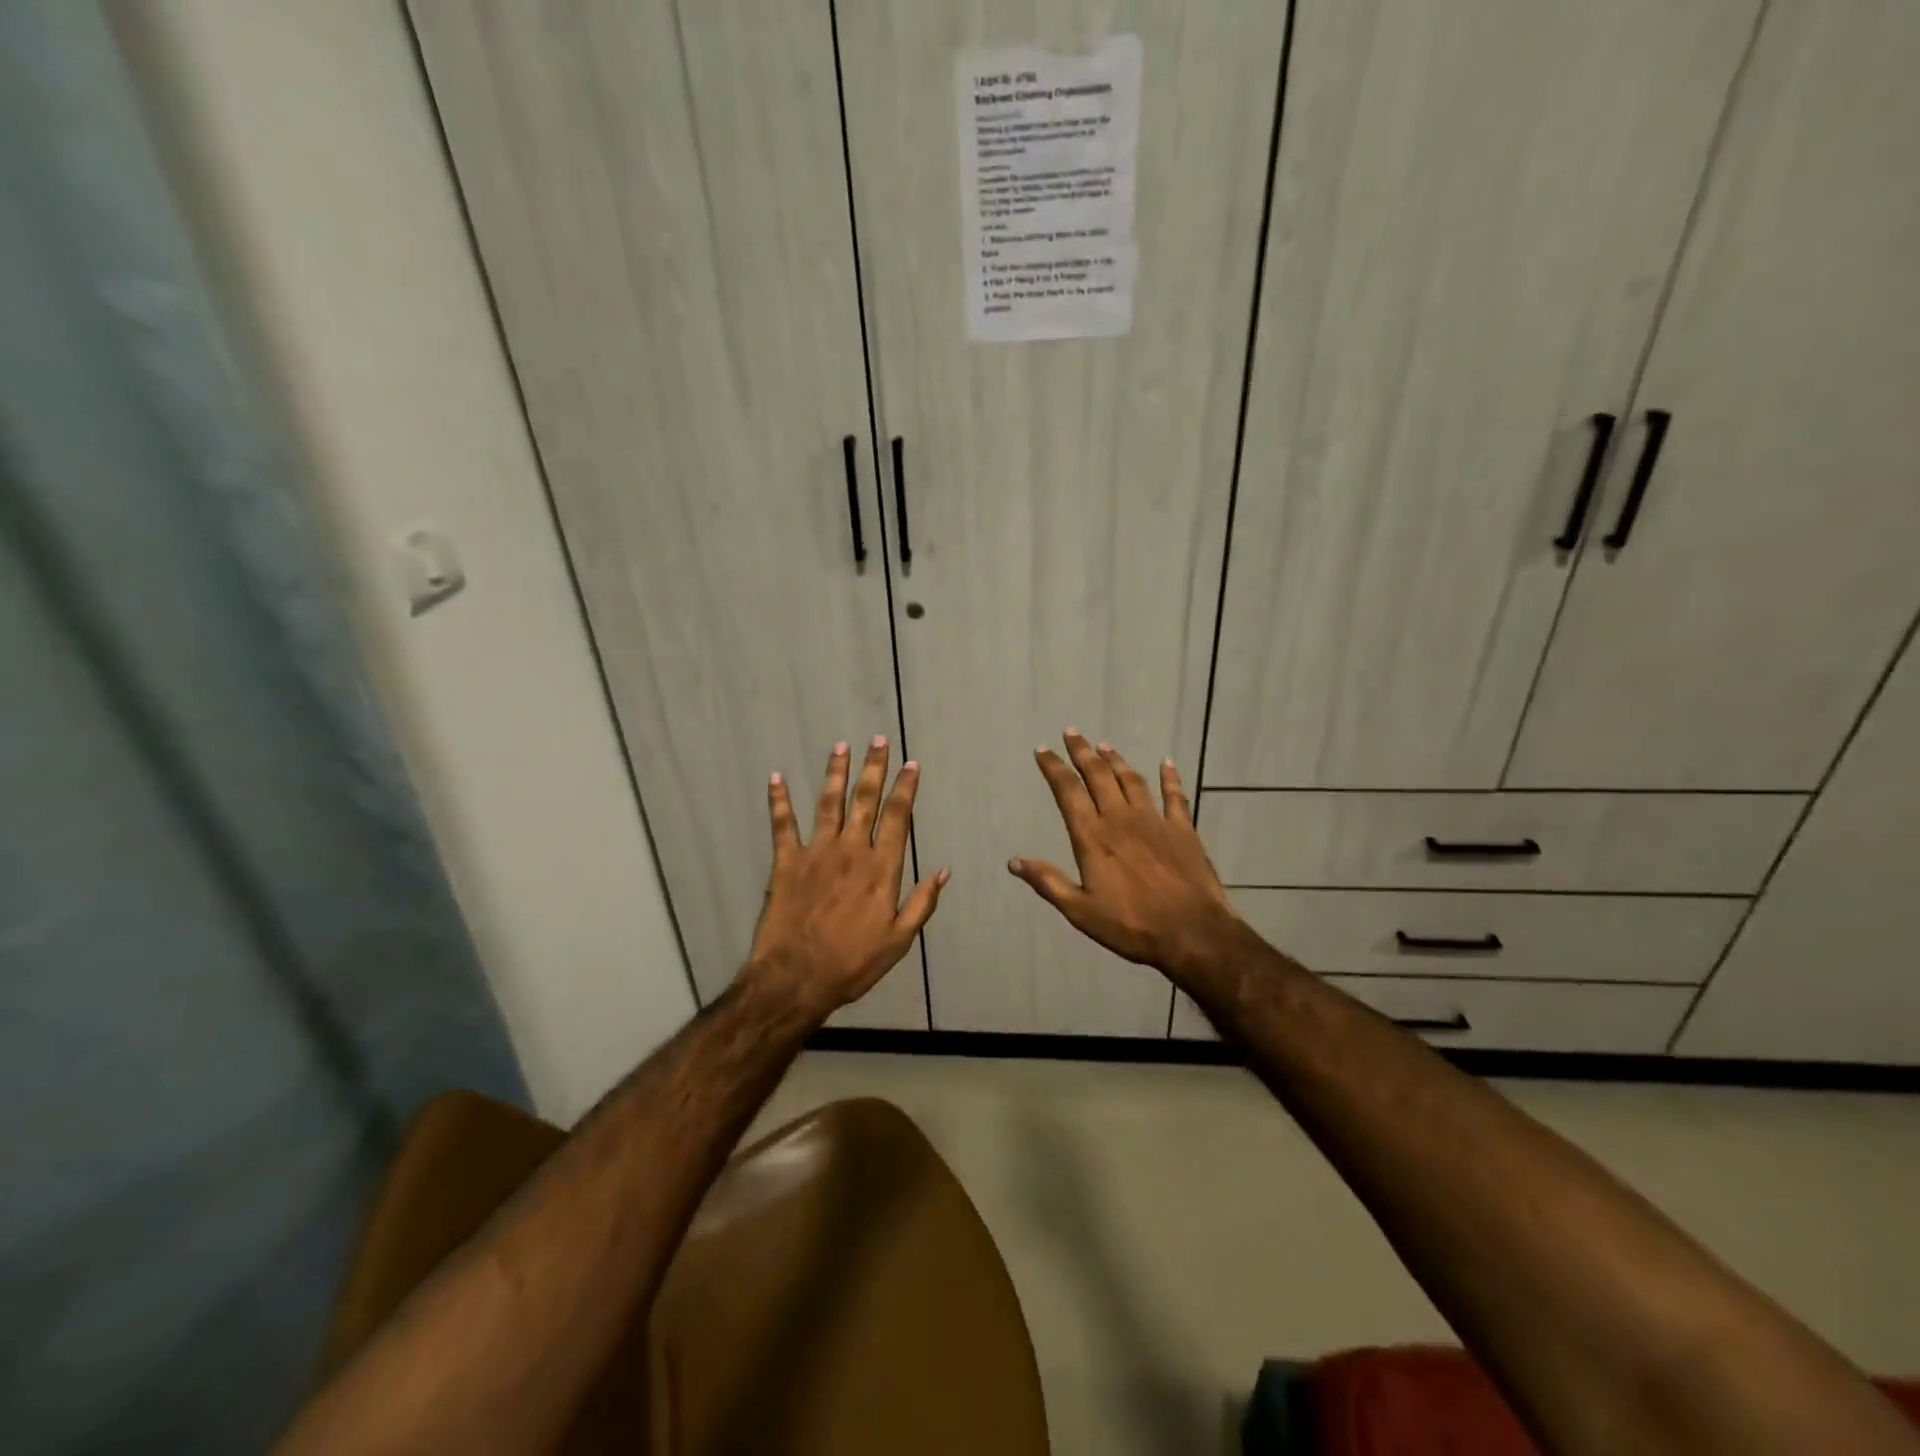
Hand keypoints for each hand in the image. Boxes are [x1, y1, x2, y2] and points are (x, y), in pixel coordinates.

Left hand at [739, 737, 947, 1020]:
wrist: (797, 977)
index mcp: (881, 868)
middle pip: (865, 800)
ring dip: (835, 773)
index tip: (911, 765)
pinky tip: (777, 778)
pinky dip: (779, 801)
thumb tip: (943, 871)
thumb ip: (922, 903)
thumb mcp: (899, 940)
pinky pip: (782, 825)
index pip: (898, 817)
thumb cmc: (853, 962)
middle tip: (878, 740)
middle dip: (874, 768)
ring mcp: (816, 853)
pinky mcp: (786, 862)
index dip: (905, 788)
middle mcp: (850, 850)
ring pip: (828, 803)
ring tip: (840, 746)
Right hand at [1010, 731, 1245, 979]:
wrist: (1192, 933)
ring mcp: (1155, 821)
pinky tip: (1167, 763)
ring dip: (1116, 760)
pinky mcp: (1183, 830)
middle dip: (1082, 752)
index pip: (1068, 792)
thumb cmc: (1131, 925)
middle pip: (1098, 776)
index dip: (1053, 768)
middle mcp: (1121, 819)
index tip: (1043, 750)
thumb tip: (1014, 862)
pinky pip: (1175, 796)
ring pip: (1131, 780)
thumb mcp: (1080, 911)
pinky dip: (1170, 777)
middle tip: (1072, 732)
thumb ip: (1048, 882)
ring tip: (1104, 745)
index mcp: (1093, 837)